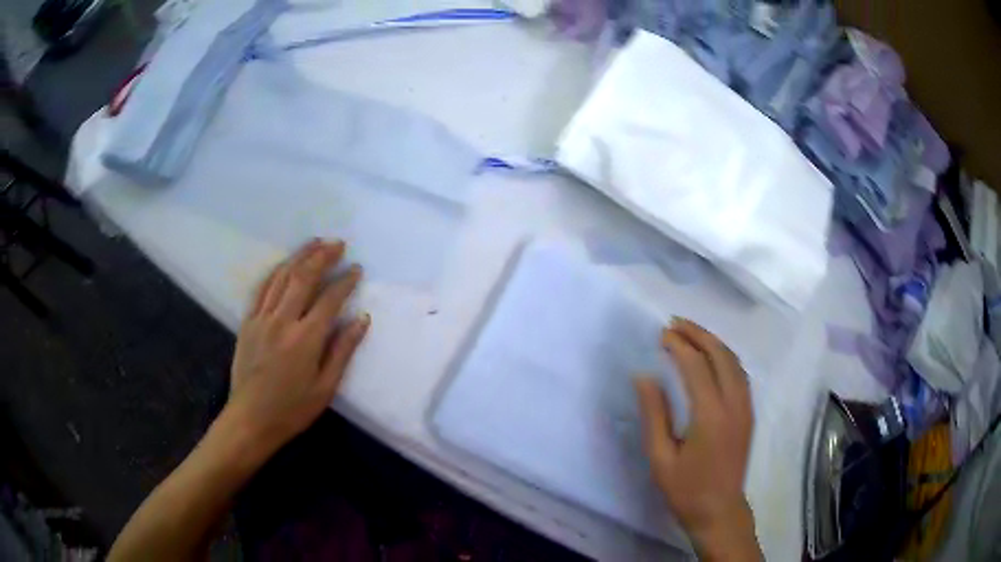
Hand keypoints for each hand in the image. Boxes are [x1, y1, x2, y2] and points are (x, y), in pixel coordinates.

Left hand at [226, 239, 369, 453]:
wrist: (250, 419)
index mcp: (305, 339)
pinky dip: (275, 271)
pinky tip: (285, 264)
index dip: (345, 281)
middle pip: (304, 277)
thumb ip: (343, 350)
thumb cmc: (292, 409)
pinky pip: (262, 288)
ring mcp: (261, 318)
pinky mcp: (247, 322)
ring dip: (299, 256)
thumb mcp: (325, 388)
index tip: (357, 269)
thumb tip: (362, 319)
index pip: (330, 299)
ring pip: (281, 276)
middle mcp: (283, 321)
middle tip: (338, 244)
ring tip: (315, 243)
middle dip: (323, 256)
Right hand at [634, 318, 759, 560]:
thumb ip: (654, 415)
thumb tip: (644, 377)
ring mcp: (745, 407)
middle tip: (675, 323)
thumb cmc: (686, 489)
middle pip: (721, 355)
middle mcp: (733, 404)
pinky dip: (725, 356)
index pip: (697, 367)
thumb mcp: (660, 458)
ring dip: (713, 342)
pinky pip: (740, 373)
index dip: (679, 346)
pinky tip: (711, 357)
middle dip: (699, 334)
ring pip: (734, 361)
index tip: (662, 334)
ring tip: (691, 333)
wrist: (719, 510)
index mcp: (710, 415)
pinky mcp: (748, 413)